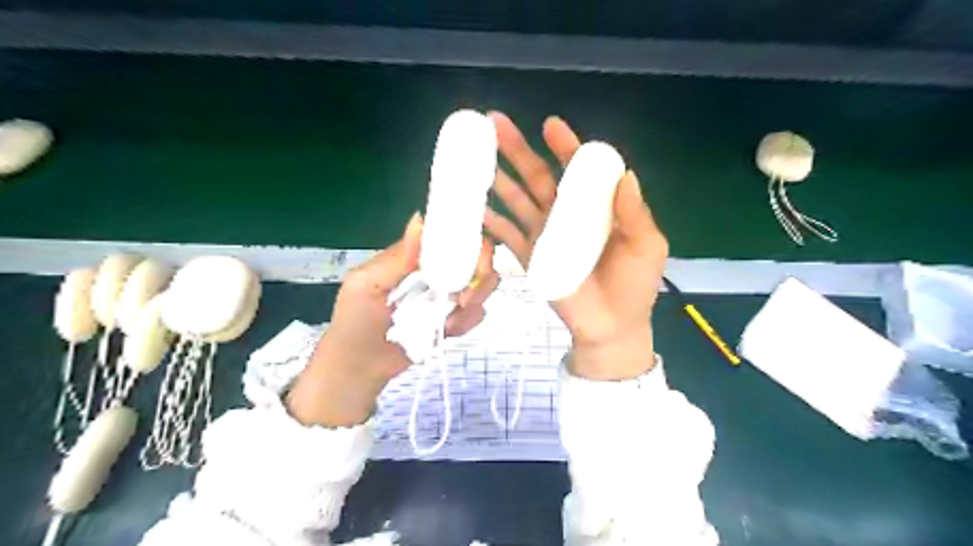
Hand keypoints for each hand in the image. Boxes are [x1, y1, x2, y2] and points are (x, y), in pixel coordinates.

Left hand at [287, 213, 496, 425]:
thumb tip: (420, 219)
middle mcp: (436, 271)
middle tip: (463, 298)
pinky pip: (477, 313)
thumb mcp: (367, 285)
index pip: (450, 236)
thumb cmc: (355, 322)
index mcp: (415, 258)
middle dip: (480, 275)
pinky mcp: (454, 319)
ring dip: (474, 301)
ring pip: (482, 285)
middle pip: (476, 258)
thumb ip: (397, 257)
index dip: (468, 239)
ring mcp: (447, 296)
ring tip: (450, 320)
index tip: (472, 255)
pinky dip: (469, 321)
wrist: (360, 368)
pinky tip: (448, 331)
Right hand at [487, 112, 670, 378]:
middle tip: (494, 124)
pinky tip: (474, 207)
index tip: (550, 125)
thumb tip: (626, 175)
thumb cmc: (634, 285)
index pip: (577, 169)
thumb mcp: (647, 246)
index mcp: (594, 206)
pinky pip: (506, 234)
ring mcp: (543, 234)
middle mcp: (565, 213)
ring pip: (515, 199)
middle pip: (536, 176)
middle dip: (516, 150)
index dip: (564, 146)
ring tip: (472, 160)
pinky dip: (490, 221)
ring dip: (496, 179)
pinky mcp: (529, 256)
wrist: (612, 326)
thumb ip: (635, 213)